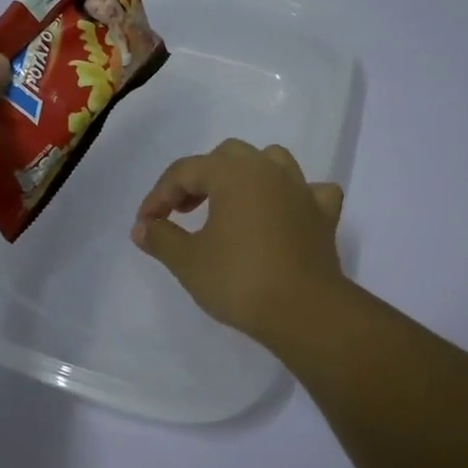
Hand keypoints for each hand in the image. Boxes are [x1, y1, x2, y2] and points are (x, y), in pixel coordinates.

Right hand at [131, 139, 346, 342]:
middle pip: (227, 156)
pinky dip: (294, 197)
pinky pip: (310, 192)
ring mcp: (301, 190)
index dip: (159, 195)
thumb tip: (143, 227)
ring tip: (231, 204)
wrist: (304, 311)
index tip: (146, 225)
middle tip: (183, 212)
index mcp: (233, 173)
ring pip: (271, 162)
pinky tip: (285, 213)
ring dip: (247, 176)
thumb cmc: (240, 280)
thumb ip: (161, 238)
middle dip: (200, 179)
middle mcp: (269, 170)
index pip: (185, 171)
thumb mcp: (188, 262)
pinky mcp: (324, 215)